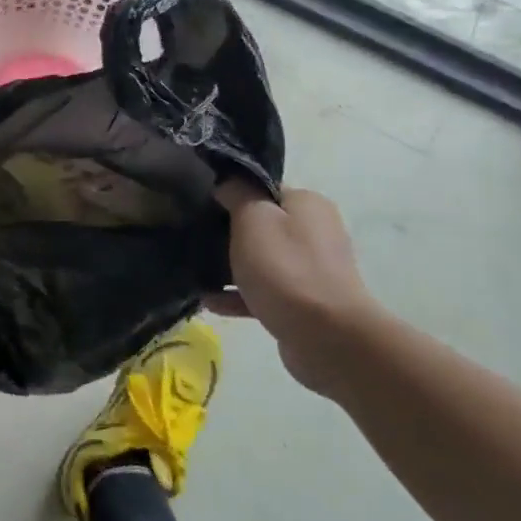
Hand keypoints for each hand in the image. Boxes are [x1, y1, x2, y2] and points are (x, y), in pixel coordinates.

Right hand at [209, 184, 377, 395]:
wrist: (327, 338)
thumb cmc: (286, 269)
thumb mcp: (253, 219)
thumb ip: (237, 193)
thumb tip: (227, 183)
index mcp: (307, 205)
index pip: (263, 188)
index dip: (231, 192)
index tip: (200, 202)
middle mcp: (314, 232)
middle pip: (261, 224)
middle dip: (227, 232)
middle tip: (193, 235)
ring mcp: (311, 270)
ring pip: (260, 260)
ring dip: (230, 266)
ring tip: (195, 270)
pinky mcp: (303, 304)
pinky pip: (263, 291)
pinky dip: (238, 295)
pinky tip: (209, 300)